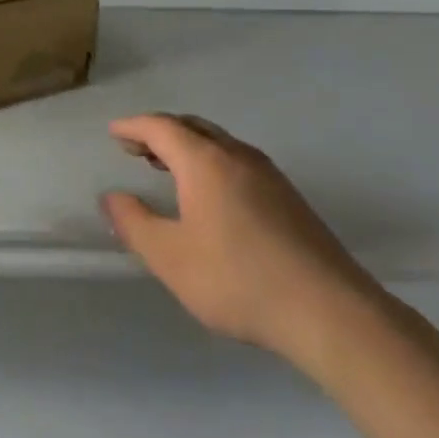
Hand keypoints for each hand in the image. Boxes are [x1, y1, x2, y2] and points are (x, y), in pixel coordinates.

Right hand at [102, 113, 384, 367]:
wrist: (327, 309)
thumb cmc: (237, 279)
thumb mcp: (170, 257)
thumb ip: (135, 224)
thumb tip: (111, 197)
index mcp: (206, 162)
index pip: (162, 128)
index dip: (134, 127)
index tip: (114, 132)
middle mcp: (238, 156)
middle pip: (193, 127)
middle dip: (160, 132)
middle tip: (135, 147)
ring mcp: (269, 175)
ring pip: (219, 143)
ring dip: (187, 146)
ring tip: (165, 166)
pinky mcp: (288, 197)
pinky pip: (237, 161)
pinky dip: (210, 162)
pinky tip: (209, 193)